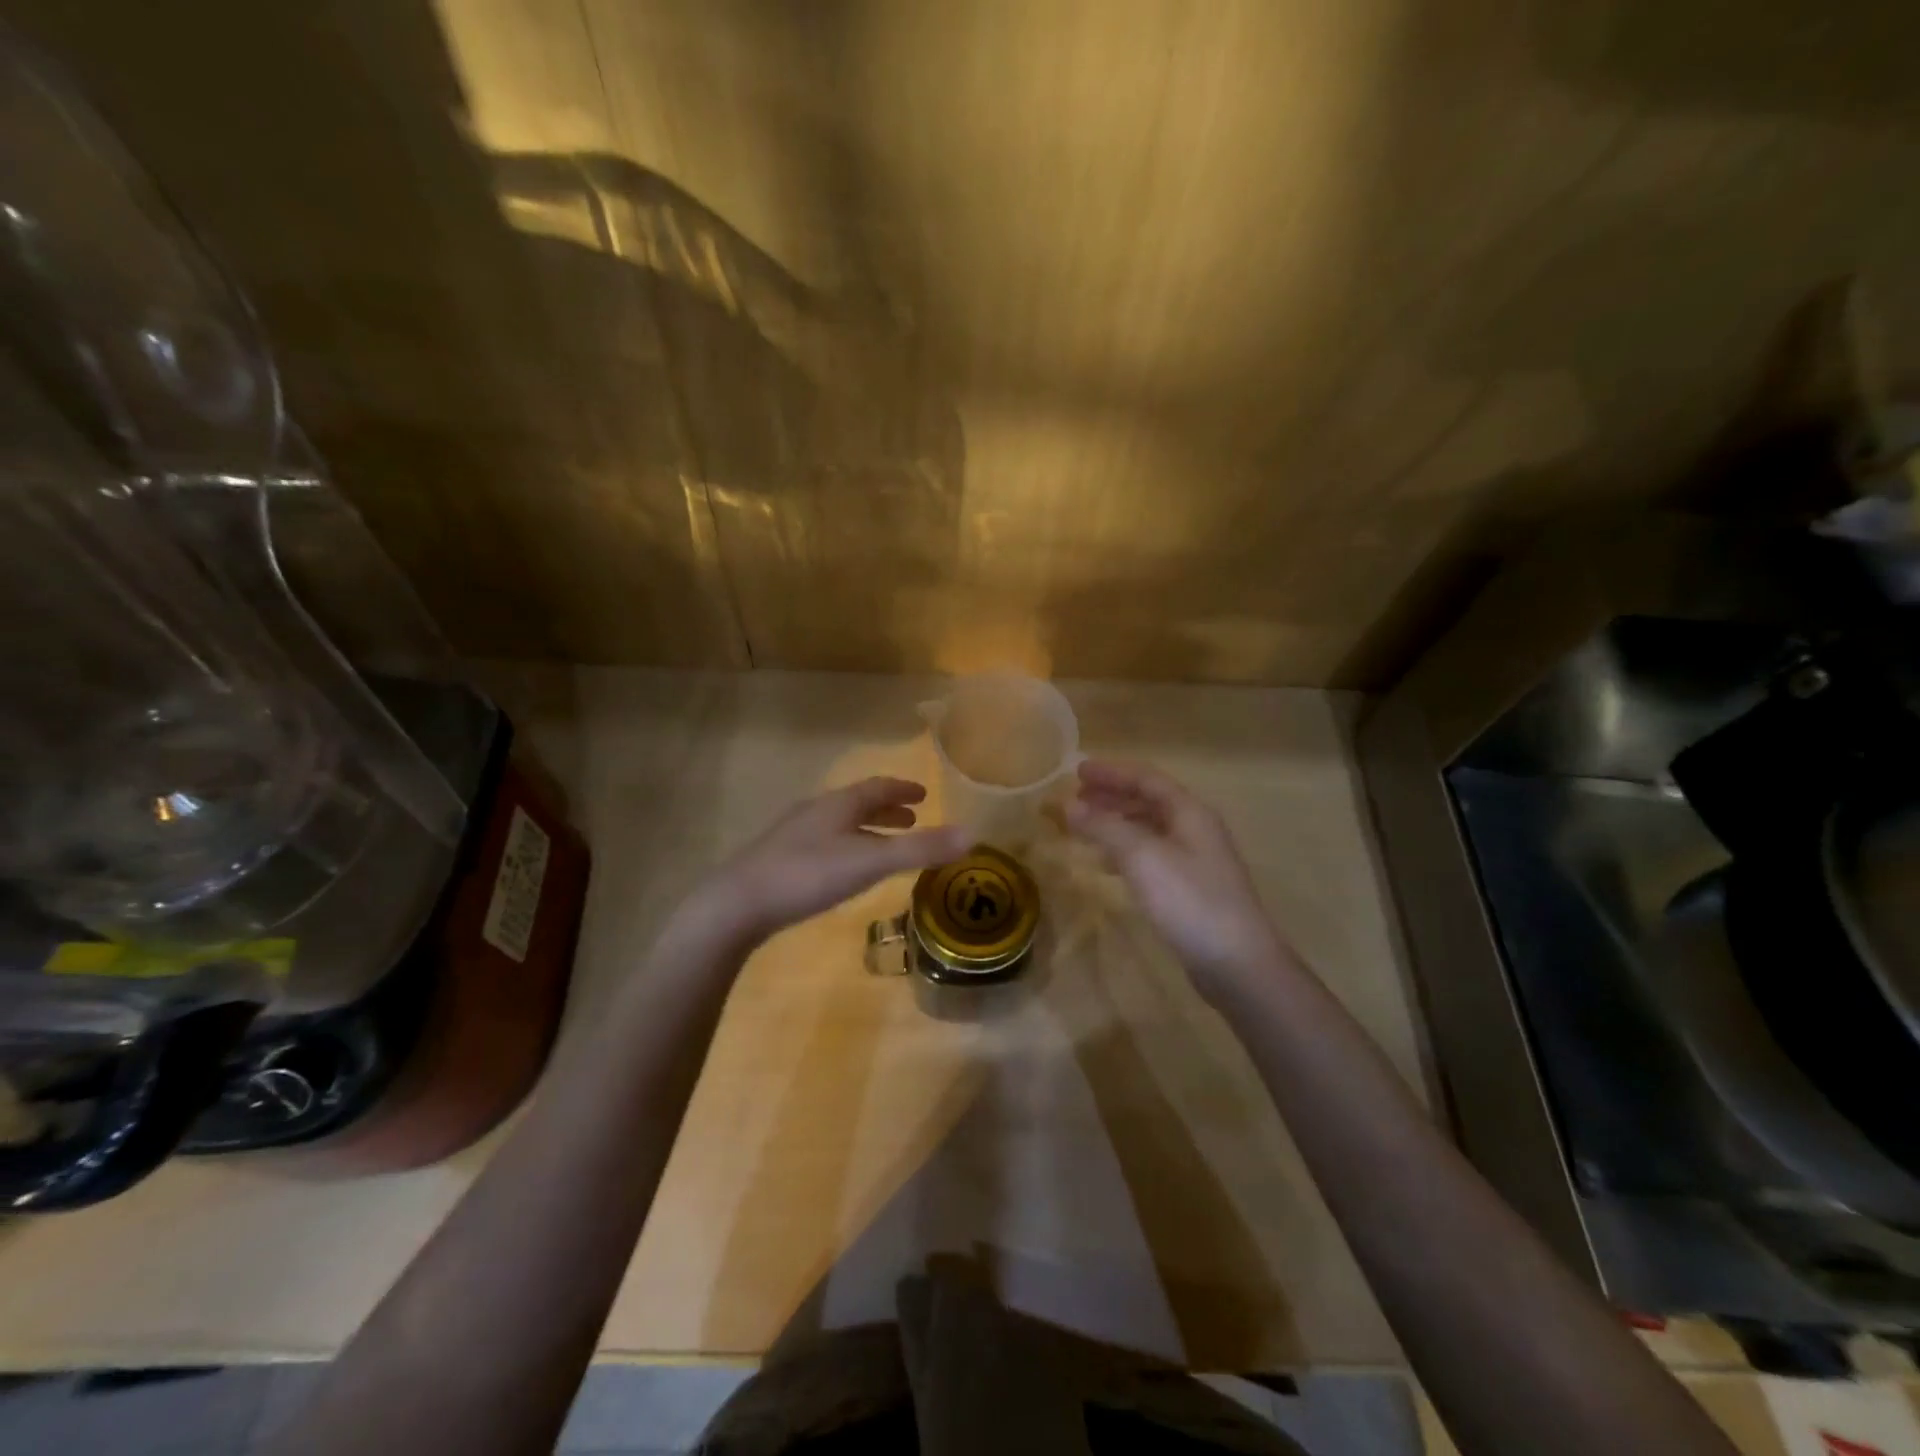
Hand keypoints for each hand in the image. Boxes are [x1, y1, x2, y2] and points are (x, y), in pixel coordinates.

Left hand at [689, 777, 971, 947]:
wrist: (737, 904)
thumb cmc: (808, 875)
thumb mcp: (870, 862)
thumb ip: (920, 850)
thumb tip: (972, 834)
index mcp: (838, 805)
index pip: (877, 787)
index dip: (903, 789)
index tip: (924, 794)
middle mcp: (816, 813)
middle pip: (857, 804)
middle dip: (887, 809)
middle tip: (912, 818)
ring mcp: (793, 836)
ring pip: (839, 824)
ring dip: (866, 829)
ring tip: (884, 845)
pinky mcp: (779, 861)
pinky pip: (824, 844)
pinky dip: (847, 847)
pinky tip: (843, 871)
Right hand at [1064, 759, 1283, 1001]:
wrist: (1236, 962)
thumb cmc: (1189, 900)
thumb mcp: (1142, 857)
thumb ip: (1105, 827)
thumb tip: (1068, 805)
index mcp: (1189, 813)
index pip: (1147, 779)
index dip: (1112, 772)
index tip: (1077, 771)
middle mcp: (1195, 830)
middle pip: (1149, 801)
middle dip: (1112, 796)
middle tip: (1077, 797)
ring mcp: (1195, 861)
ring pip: (1149, 830)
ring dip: (1116, 824)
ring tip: (1085, 827)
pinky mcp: (1190, 889)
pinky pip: (1151, 856)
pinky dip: (1125, 852)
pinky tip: (1107, 866)